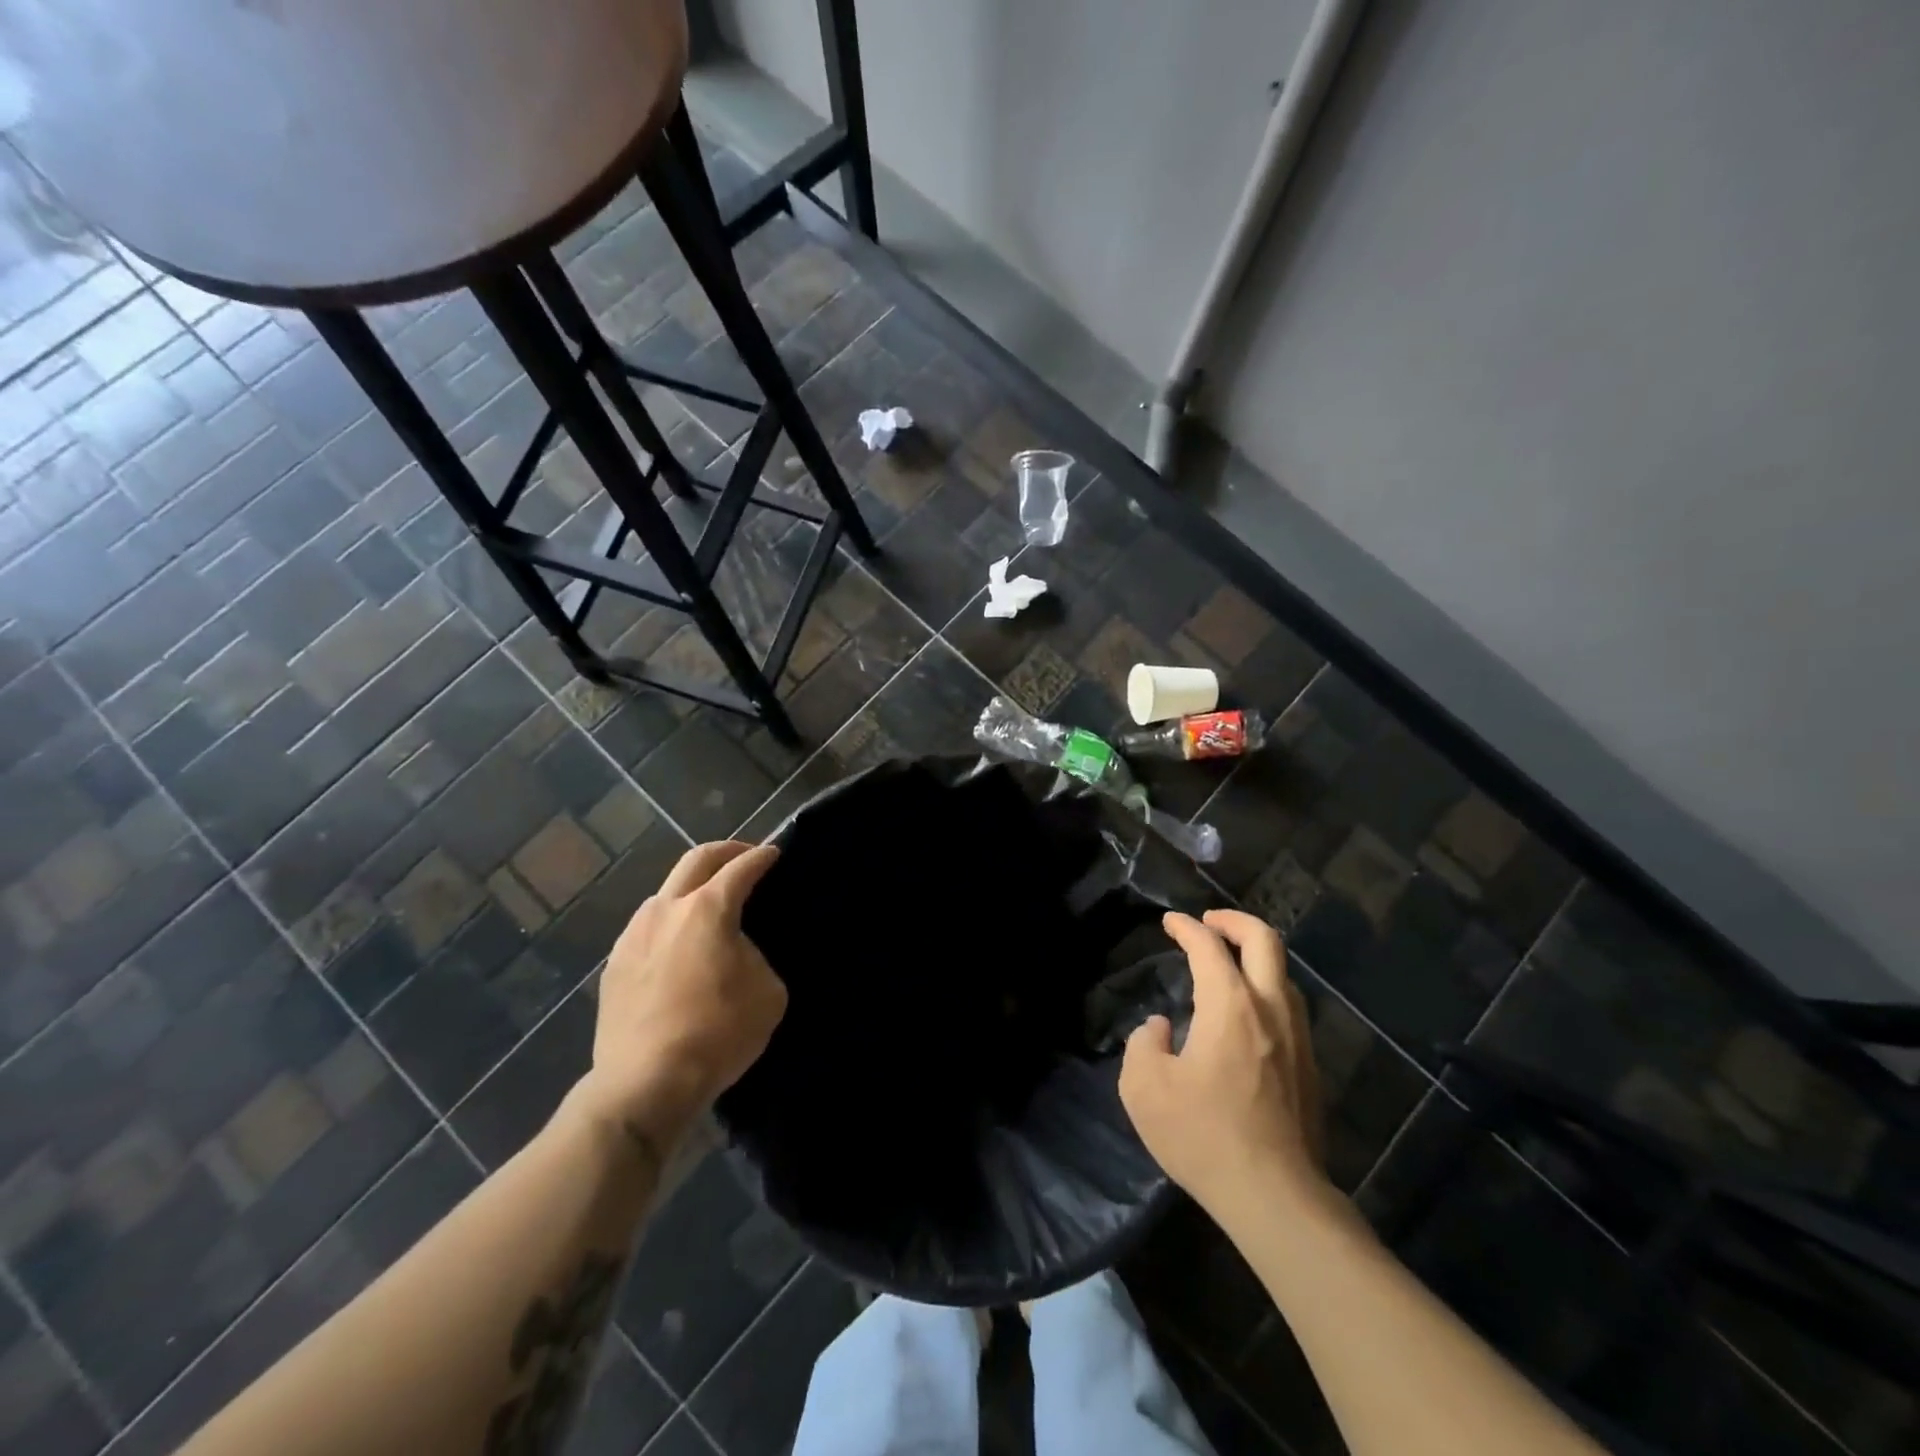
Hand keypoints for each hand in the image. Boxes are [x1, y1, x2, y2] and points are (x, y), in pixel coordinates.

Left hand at [574, 841, 786, 1154]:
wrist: (645, 1084)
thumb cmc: (717, 1033)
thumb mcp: (767, 991)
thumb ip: (755, 955)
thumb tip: (736, 949)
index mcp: (707, 909)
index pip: (741, 867)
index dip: (762, 857)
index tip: (774, 853)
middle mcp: (666, 909)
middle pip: (696, 860)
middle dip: (726, 851)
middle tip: (745, 856)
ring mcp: (633, 935)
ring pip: (665, 892)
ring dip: (692, 888)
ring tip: (710, 905)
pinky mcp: (614, 965)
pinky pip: (647, 928)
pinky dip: (670, 923)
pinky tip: (679, 946)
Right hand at [1119, 909, 1326, 1223]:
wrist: (1276, 1197)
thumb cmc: (1203, 1136)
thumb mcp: (1144, 1088)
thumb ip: (1143, 1044)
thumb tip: (1160, 1029)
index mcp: (1229, 1005)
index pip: (1209, 946)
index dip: (1186, 927)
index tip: (1170, 922)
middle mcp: (1270, 1009)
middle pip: (1265, 940)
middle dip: (1235, 921)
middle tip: (1209, 922)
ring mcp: (1298, 1038)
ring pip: (1283, 975)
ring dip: (1255, 958)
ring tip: (1228, 966)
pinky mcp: (1310, 1068)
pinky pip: (1289, 1008)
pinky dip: (1266, 991)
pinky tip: (1246, 1016)